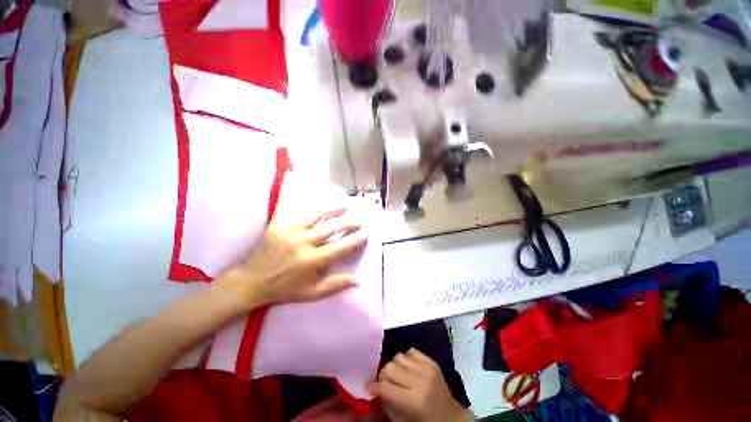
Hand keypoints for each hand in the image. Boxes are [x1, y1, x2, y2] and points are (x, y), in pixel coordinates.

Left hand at [214, 174, 367, 309]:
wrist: (253, 282)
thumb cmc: (285, 289)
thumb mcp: (312, 293)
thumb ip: (336, 285)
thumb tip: (359, 280)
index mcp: (314, 261)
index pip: (342, 247)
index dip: (356, 239)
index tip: (366, 234)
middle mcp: (305, 243)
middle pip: (333, 228)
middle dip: (350, 224)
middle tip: (359, 220)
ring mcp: (291, 231)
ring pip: (317, 215)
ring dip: (333, 209)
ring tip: (344, 206)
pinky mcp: (278, 224)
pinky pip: (286, 204)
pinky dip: (289, 189)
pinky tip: (293, 175)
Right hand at [369, 349, 472, 421]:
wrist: (450, 416)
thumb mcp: (403, 421)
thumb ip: (386, 406)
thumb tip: (373, 391)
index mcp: (413, 401)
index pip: (385, 387)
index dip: (373, 386)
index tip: (369, 387)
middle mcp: (420, 381)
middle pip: (390, 367)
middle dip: (383, 375)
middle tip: (384, 382)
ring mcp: (427, 369)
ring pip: (399, 356)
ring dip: (395, 366)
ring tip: (398, 375)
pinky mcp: (432, 361)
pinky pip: (411, 351)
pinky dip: (406, 358)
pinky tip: (408, 368)